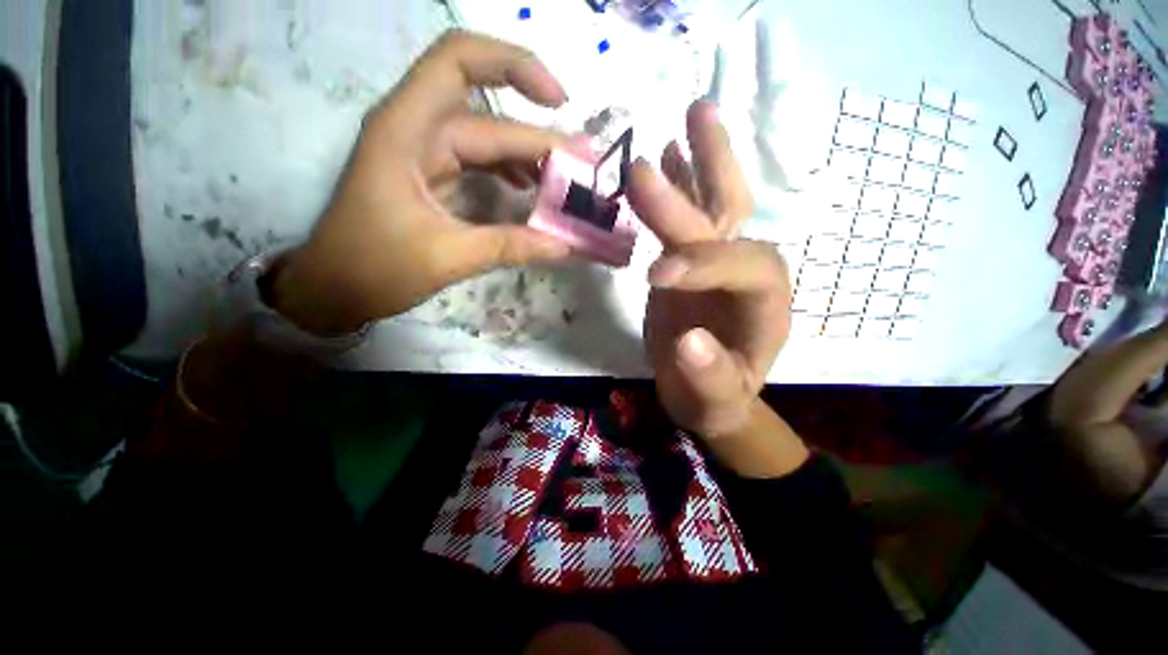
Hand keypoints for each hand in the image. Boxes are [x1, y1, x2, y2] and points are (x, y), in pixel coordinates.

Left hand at [274, 30, 571, 334]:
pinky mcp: (434, 178)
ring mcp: (426, 155)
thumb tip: (566, 246)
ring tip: (563, 184)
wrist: (334, 290)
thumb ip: (509, 247)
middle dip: (538, 138)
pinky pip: (481, 163)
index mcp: (406, 130)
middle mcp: (417, 130)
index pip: (461, 64)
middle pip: (488, 115)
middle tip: (580, 169)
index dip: (515, 67)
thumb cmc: (374, 268)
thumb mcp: (445, 257)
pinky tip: (532, 191)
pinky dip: (511, 174)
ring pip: (488, 139)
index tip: (560, 103)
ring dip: (528, 158)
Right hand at [629, 101, 792, 437]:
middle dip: (711, 173)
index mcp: (765, 303)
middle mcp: (746, 271)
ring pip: (714, 203)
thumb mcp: (714, 401)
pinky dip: (680, 187)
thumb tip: (688, 341)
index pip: (744, 266)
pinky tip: (668, 158)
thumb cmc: (715, 400)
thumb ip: (708, 377)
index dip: (702, 264)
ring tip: (691, 114)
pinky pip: (686, 218)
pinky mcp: (690, 262)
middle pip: (734, 214)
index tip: (655, 276)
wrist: (705, 393)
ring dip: (700, 162)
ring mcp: (716, 261)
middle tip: (691, 121)